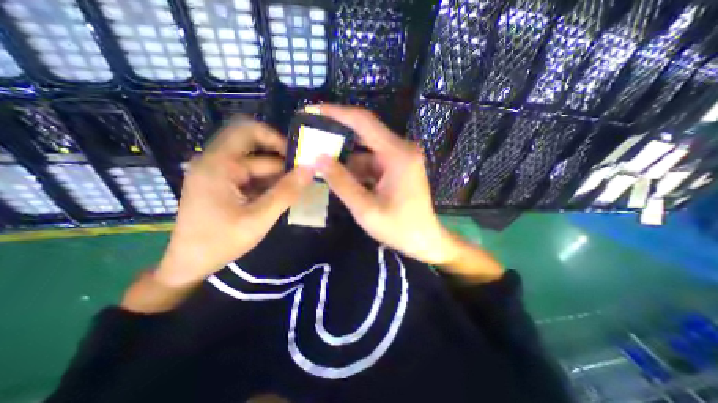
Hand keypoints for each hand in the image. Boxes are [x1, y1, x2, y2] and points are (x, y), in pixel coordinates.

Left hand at [155, 117, 312, 288]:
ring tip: (295, 191)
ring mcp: (220, 174)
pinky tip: (280, 197)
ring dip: (277, 176)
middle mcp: (217, 162)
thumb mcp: (259, 218)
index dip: (275, 138)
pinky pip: (252, 177)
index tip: (296, 157)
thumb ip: (286, 192)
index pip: (248, 131)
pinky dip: (269, 184)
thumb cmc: (221, 242)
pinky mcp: (225, 185)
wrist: (190, 264)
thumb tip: (310, 169)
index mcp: (218, 164)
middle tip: (303, 176)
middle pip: (256, 150)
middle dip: (281, 162)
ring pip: (257, 165)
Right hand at [315, 105, 459, 265]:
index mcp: (397, 154)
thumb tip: (317, 158)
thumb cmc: (399, 228)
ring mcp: (399, 158)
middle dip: (336, 133)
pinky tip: (338, 174)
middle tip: (311, 135)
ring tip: (318, 158)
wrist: (424, 240)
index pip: (363, 122)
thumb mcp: (366, 209)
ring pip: (365, 149)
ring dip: (344, 155)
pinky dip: (355, 167)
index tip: (311, 110)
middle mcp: (401, 149)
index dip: (336, 113)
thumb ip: (341, 182)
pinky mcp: (396, 168)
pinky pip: (371, 161)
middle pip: (364, 132)